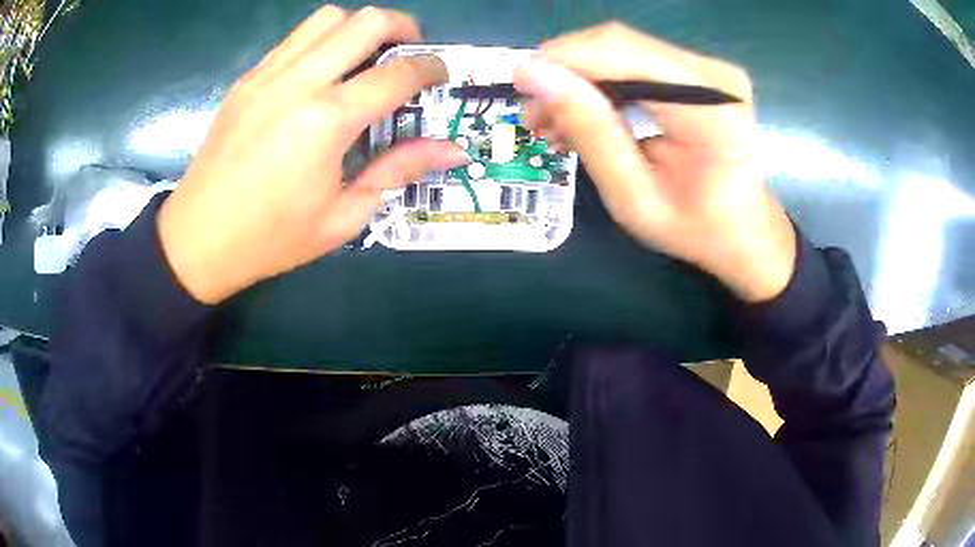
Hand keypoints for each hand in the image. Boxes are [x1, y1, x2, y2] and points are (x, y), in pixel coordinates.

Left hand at [158, 6, 467, 303]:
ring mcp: (267, 75)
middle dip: (402, 28)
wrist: (198, 239)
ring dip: (358, 28)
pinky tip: (323, 72)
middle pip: (366, 22)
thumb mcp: (343, 216)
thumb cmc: (271, 239)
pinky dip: (322, 41)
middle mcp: (298, 83)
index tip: (441, 75)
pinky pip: (295, 38)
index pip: (397, 73)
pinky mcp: (248, 78)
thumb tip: (453, 150)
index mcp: (326, 122)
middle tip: (410, 54)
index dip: (431, 69)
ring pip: (328, 18)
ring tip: (365, 57)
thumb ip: (399, 170)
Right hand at [514, 23, 795, 302]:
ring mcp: (708, 68)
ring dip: (580, 80)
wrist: (743, 232)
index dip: (562, 59)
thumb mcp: (634, 196)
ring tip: (554, 122)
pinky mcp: (699, 72)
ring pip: (621, 49)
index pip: (620, 51)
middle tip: (536, 115)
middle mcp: (712, 74)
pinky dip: (602, 84)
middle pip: (618, 44)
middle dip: (566, 73)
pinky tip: (585, 113)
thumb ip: (590, 132)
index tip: (522, 88)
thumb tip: (534, 75)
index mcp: (709, 107)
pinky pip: (635, 61)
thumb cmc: (695, 228)